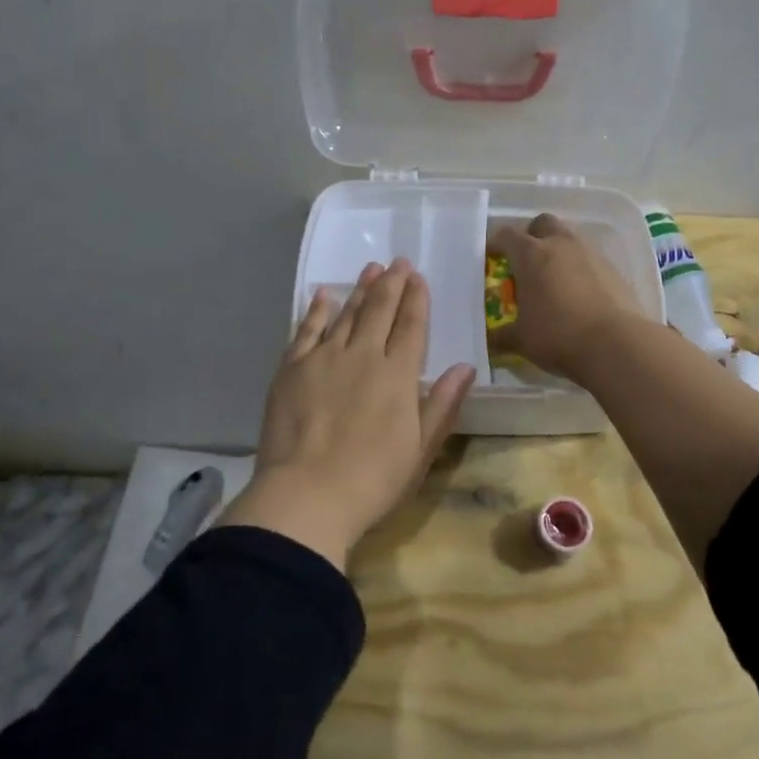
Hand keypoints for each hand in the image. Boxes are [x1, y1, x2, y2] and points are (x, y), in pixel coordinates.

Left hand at [220, 259, 475, 570]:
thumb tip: (466, 367)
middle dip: (392, 284)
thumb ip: (443, 404)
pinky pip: (307, 329)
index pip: (411, 326)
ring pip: (346, 314)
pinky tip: (323, 294)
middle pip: (380, 311)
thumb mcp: (421, 449)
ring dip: (360, 290)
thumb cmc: (372, 481)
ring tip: (371, 270)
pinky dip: (317, 309)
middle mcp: (363, 356)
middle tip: (398, 262)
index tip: (418, 277)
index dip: (417, 299)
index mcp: (398, 375)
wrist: (306, 496)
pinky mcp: (292, 368)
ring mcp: (324, 358)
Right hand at [489, 213, 642, 381]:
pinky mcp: (614, 269)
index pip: (506, 235)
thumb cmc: (558, 336)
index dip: (496, 243)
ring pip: (570, 237)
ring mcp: (591, 253)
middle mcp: (561, 244)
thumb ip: (500, 336)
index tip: (491, 257)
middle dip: (532, 235)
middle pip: (542, 223)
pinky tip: (578, 293)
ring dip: (558, 250)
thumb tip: (489, 340)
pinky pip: (590, 259)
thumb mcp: (520, 340)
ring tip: (553, 278)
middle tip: (525, 261)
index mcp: (531, 254)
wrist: (616, 345)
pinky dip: (580, 268)